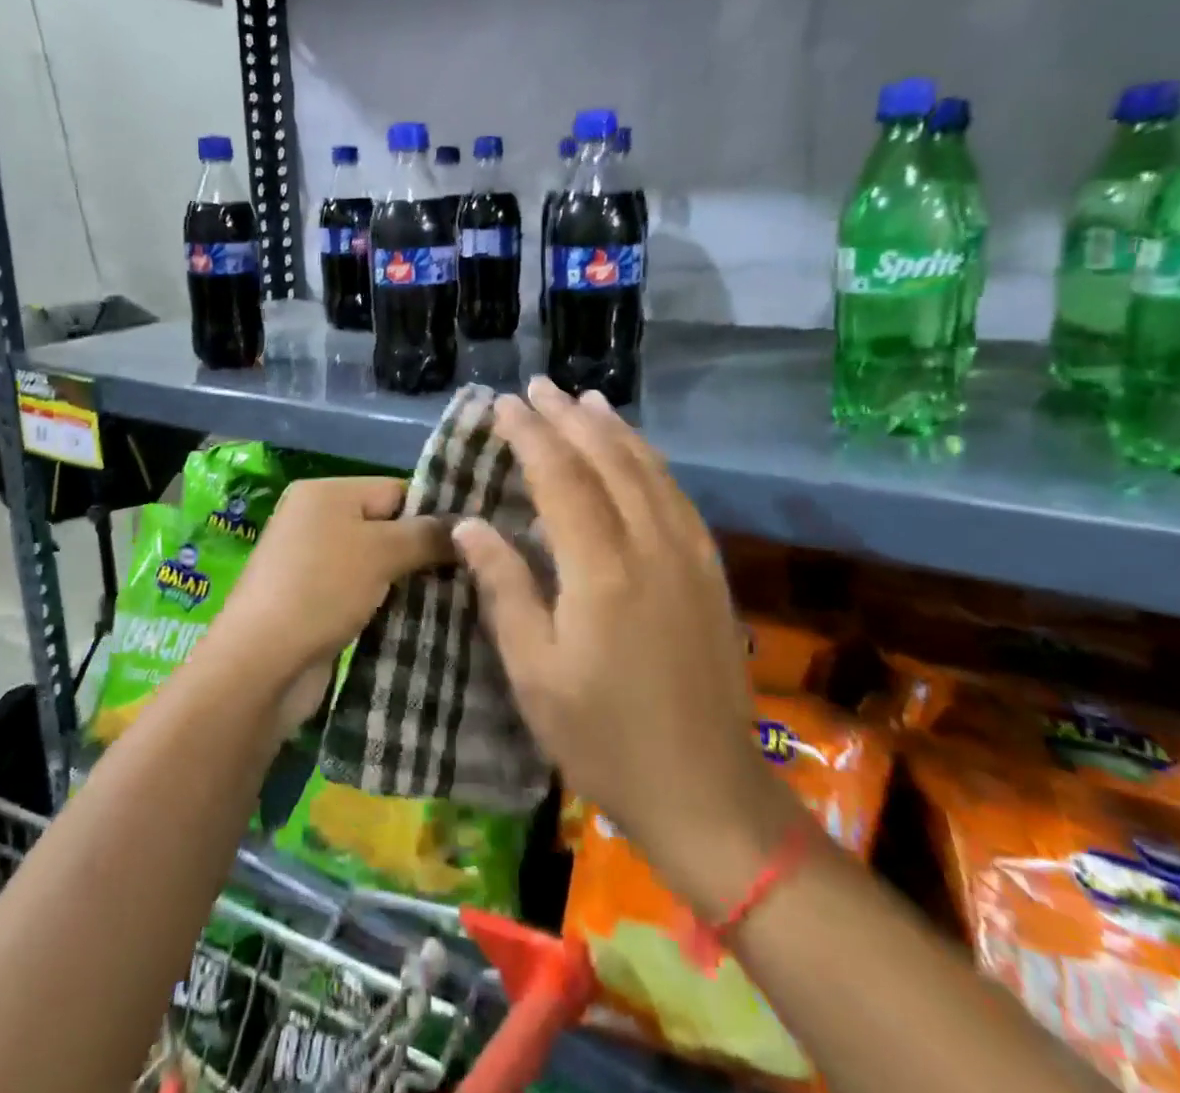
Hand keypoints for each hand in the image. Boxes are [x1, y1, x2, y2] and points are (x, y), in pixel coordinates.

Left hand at [208, 476, 452, 733]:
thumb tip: (466, 527)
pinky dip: (387, 603)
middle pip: (387, 526)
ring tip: (455, 598)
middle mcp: (316, 520)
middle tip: (469, 573)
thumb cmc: (322, 589)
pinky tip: (421, 619)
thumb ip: (426, 535)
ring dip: (409, 582)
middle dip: (424, 550)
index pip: (396, 489)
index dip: (434, 514)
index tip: (472, 543)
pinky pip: (363, 592)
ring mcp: (312, 563)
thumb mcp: (381, 551)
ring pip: (378, 563)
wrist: (262, 664)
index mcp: (326, 492)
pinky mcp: (314, 602)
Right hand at [454, 379, 801, 915]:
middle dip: (568, 419)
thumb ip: (504, 588)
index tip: (504, 404)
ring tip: (585, 401)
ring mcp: (688, 556)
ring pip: (648, 470)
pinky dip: (650, 461)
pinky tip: (636, 453)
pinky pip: (676, 496)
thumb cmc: (604, 739)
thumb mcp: (534, 674)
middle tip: (537, 387)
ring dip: (613, 430)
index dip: (530, 435)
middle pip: (607, 461)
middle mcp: (650, 546)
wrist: (708, 792)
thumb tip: (469, 525)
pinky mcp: (709, 571)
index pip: (560, 478)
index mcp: (602, 570)